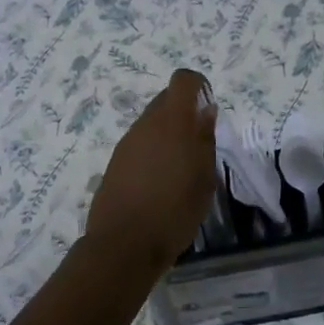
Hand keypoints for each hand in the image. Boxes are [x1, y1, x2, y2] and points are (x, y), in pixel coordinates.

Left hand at [86, 69, 217, 273]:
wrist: (124, 244)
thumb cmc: (175, 211)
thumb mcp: (204, 178)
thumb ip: (205, 140)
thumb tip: (205, 110)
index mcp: (172, 122)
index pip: (183, 80)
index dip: (198, 86)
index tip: (208, 109)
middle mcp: (146, 124)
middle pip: (166, 101)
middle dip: (184, 112)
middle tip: (199, 144)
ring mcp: (127, 142)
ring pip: (151, 123)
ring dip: (168, 134)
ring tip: (181, 169)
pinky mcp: (115, 161)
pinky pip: (139, 144)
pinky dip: (153, 152)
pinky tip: (160, 182)